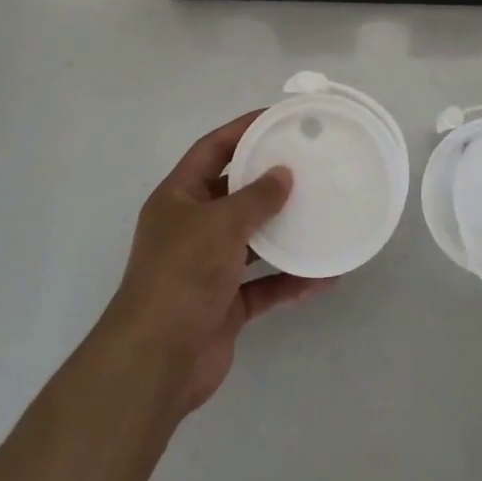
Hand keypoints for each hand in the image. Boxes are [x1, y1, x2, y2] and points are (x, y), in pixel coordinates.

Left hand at [101, 111, 333, 415]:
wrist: (157, 361)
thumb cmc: (183, 275)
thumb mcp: (221, 224)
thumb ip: (256, 197)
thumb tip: (283, 174)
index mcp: (178, 198)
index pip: (211, 150)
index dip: (241, 130)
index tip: (277, 118)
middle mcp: (191, 228)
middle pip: (233, 194)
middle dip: (268, 181)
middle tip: (308, 166)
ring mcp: (207, 268)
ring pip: (252, 240)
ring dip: (283, 232)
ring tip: (321, 214)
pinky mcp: (224, 304)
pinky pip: (263, 285)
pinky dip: (289, 280)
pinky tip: (324, 276)